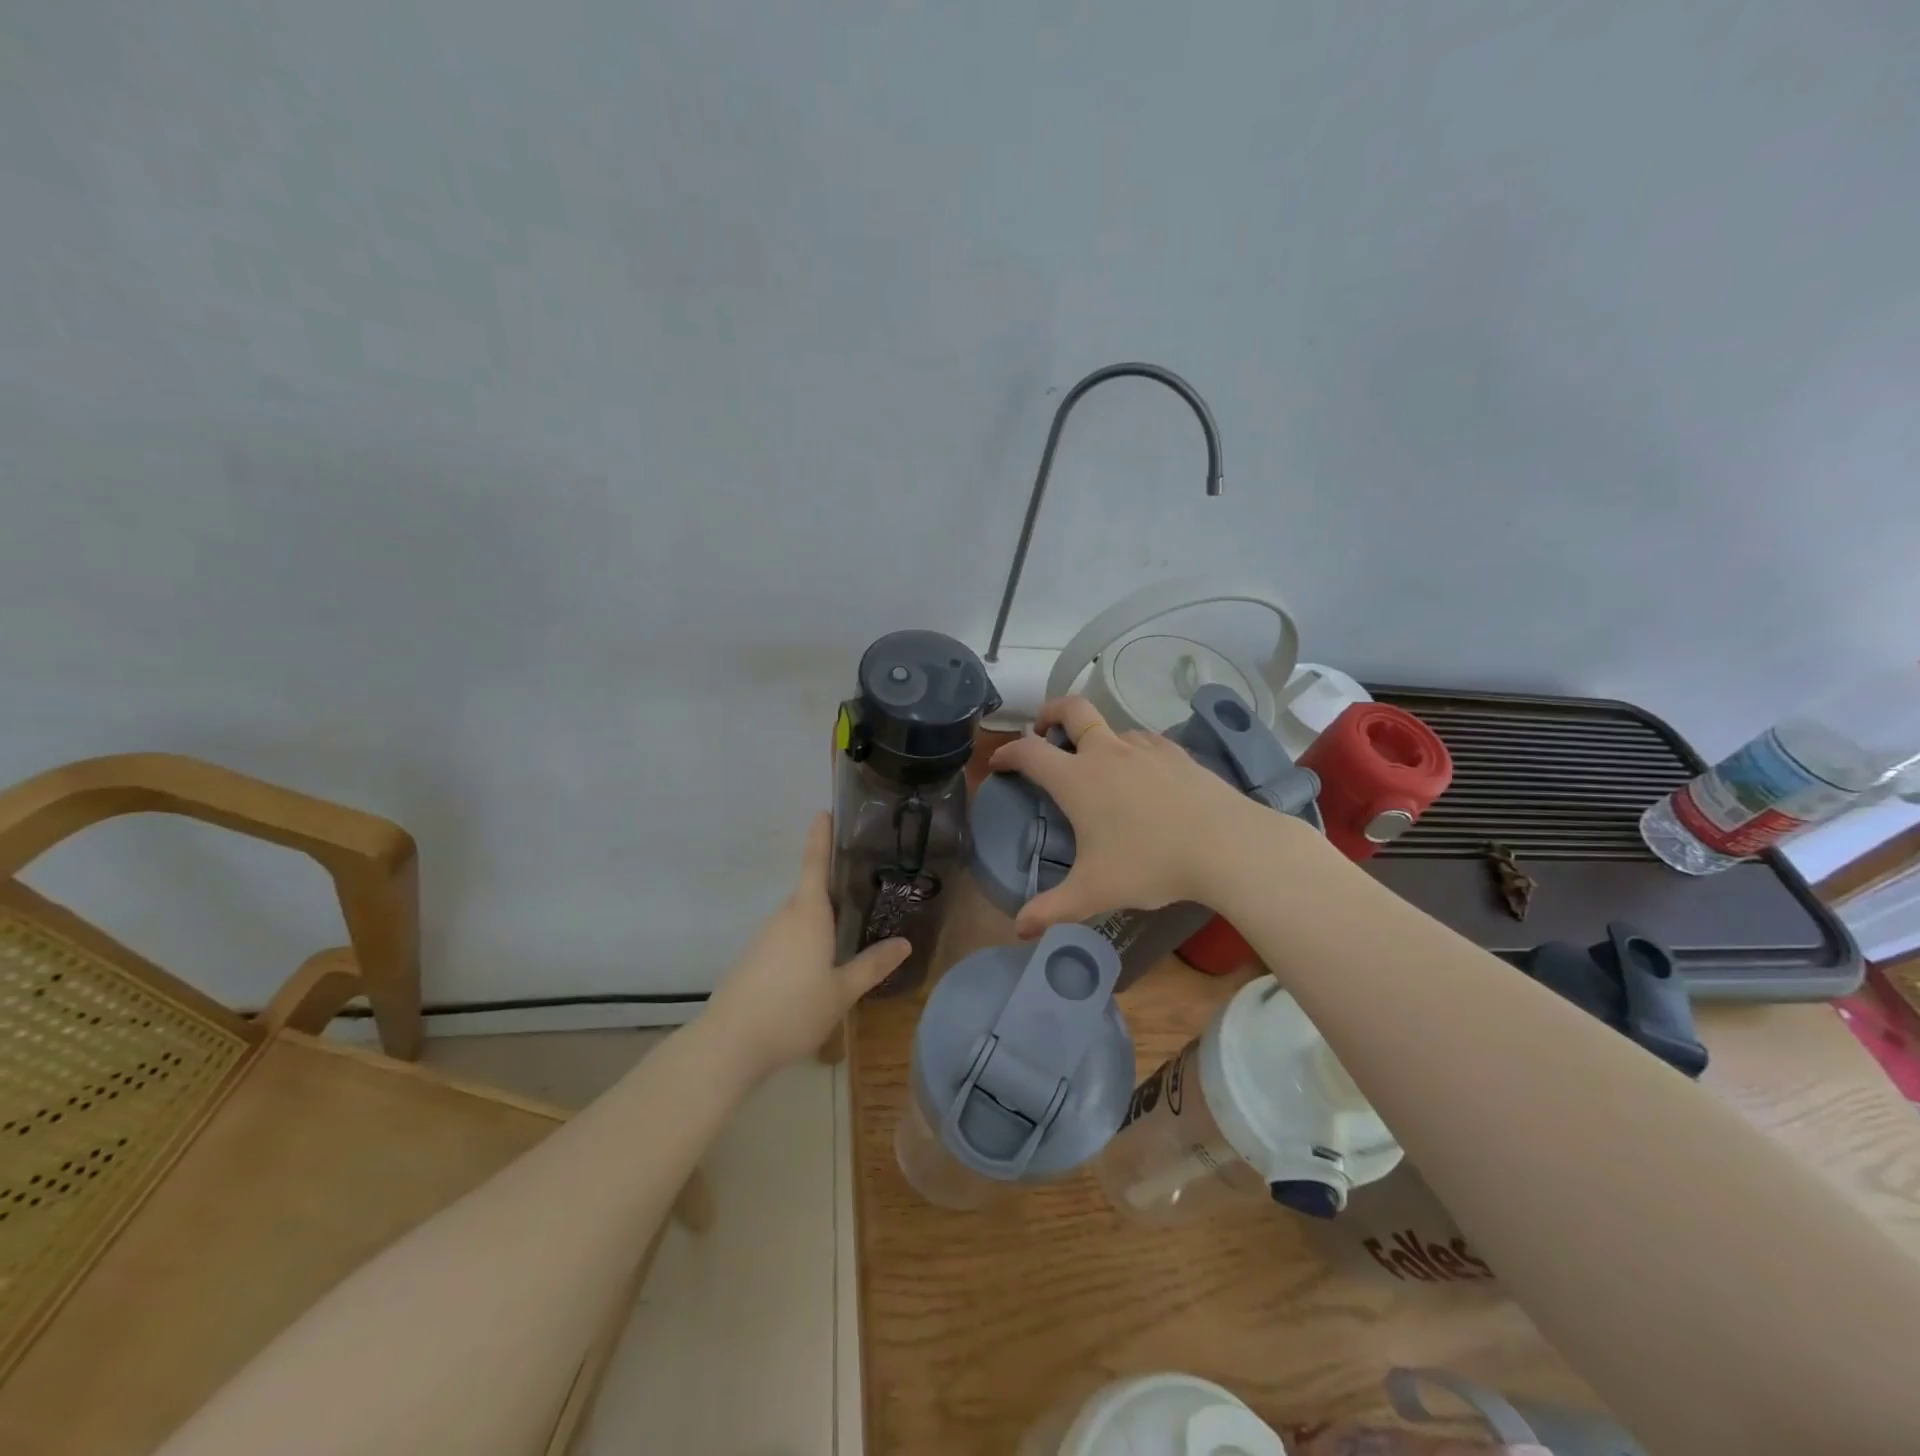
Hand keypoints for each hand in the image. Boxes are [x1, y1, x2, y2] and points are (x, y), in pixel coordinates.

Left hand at [703, 813, 909, 1078]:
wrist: (729, 1044)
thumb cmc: (792, 1010)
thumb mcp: (841, 991)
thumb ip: (872, 965)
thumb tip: (905, 943)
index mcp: (808, 914)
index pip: (815, 864)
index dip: (820, 837)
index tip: (824, 811)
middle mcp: (784, 918)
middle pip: (810, 893)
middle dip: (834, 889)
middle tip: (865, 888)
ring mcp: (764, 939)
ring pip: (799, 920)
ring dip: (820, 922)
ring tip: (849, 933)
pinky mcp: (753, 960)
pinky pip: (786, 940)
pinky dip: (804, 943)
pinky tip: (817, 968)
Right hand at [986, 695, 1305, 937]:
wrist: (1226, 845)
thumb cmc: (1150, 864)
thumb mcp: (1094, 892)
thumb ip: (1052, 909)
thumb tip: (1019, 929)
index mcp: (1077, 779)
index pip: (1029, 752)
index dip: (1007, 753)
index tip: (998, 762)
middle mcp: (1107, 753)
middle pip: (1071, 709)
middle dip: (1049, 712)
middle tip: (1041, 729)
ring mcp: (1145, 748)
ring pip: (1111, 726)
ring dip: (1094, 736)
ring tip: (1096, 764)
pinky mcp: (1177, 754)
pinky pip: (1143, 741)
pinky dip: (1130, 750)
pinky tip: (1141, 775)